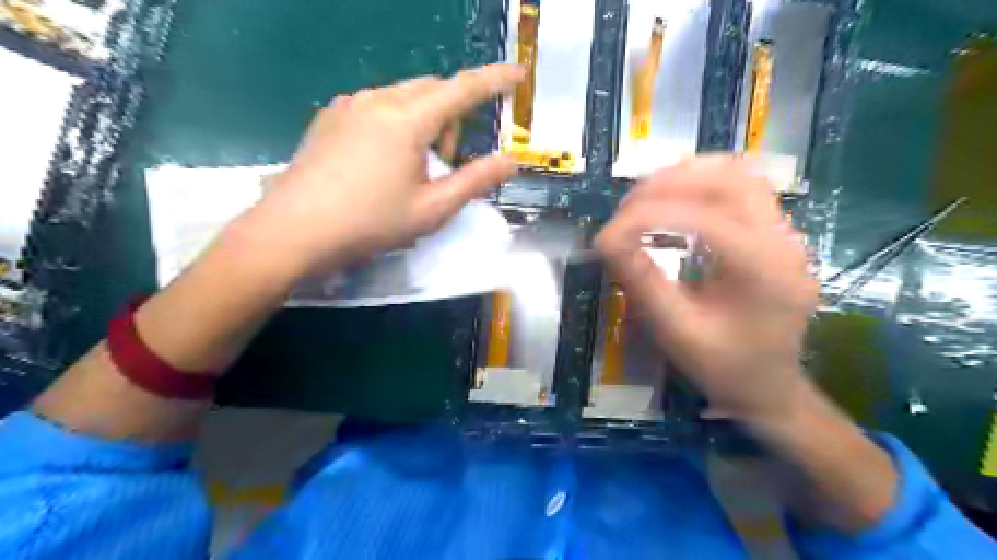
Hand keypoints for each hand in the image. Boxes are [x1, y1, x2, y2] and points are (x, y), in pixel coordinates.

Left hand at [233, 64, 523, 276]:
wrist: (294, 230)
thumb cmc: (370, 222)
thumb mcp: (432, 208)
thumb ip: (476, 181)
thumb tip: (511, 161)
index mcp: (407, 119)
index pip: (463, 89)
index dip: (495, 80)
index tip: (519, 74)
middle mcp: (378, 99)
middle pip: (433, 89)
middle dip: (453, 115)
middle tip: (448, 160)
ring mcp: (349, 104)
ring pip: (404, 96)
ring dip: (425, 120)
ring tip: (415, 165)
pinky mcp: (330, 116)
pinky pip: (378, 105)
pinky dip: (397, 121)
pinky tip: (383, 159)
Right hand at [600, 156, 816, 426]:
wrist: (770, 387)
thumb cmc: (723, 367)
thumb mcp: (675, 331)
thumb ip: (641, 281)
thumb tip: (605, 239)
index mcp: (763, 269)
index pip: (702, 218)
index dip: (646, 217)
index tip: (606, 235)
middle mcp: (783, 240)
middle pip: (727, 180)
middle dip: (667, 186)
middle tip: (624, 209)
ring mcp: (786, 233)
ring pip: (739, 174)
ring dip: (687, 176)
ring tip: (645, 196)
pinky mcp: (776, 233)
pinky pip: (743, 186)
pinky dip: (704, 181)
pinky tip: (677, 196)